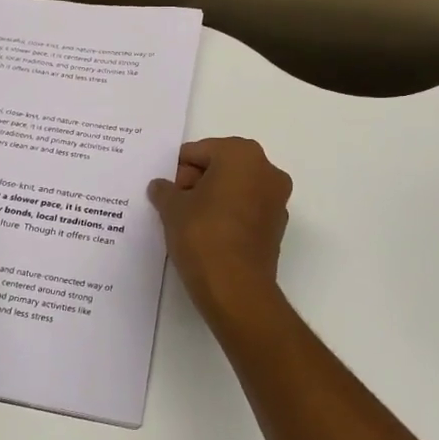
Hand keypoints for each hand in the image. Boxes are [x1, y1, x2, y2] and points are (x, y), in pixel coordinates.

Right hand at [148, 137, 292, 321]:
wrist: (235, 288)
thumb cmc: (202, 234)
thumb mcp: (172, 208)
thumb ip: (164, 190)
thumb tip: (161, 187)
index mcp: (242, 154)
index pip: (199, 152)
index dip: (178, 170)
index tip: (166, 191)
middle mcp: (267, 170)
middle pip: (221, 166)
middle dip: (197, 181)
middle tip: (175, 205)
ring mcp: (277, 199)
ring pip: (236, 188)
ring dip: (213, 198)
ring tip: (189, 221)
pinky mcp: (277, 227)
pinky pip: (246, 210)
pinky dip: (228, 215)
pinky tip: (208, 235)